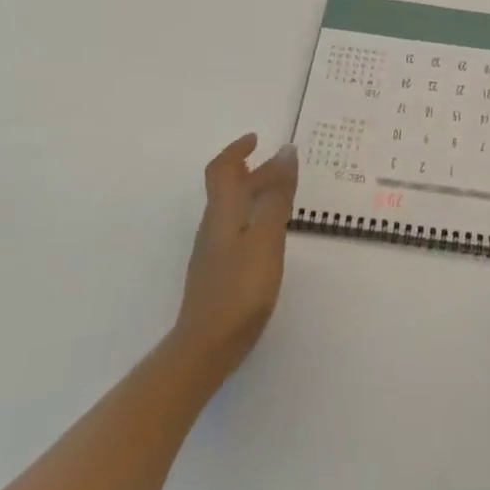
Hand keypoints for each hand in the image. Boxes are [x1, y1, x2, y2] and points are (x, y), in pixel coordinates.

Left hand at [171, 134, 297, 388]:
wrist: (204, 350)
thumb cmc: (239, 288)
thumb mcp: (267, 237)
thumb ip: (277, 195)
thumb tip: (285, 151)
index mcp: (224, 211)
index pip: (223, 169)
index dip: (237, 150)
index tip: (256, 139)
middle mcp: (213, 226)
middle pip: (229, 188)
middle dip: (254, 172)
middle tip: (283, 167)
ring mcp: (213, 252)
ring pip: (233, 210)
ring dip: (254, 195)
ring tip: (282, 197)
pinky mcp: (217, 274)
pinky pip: (236, 231)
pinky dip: (253, 218)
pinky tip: (269, 237)